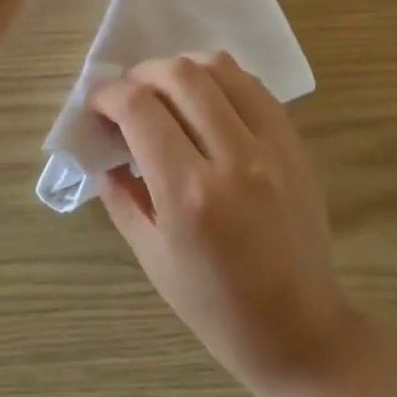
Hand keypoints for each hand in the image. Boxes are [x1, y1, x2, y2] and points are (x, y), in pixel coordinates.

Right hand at [92, 54, 356, 391]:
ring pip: (221, 68)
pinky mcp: (295, 144)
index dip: (108, 95)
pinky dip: (221, 81)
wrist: (300, 328)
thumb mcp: (152, 256)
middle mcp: (233, 158)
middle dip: (142, 73)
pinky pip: (254, 87)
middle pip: (181, 75)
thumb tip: (104, 149)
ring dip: (183, 68)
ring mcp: (272, 146)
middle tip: (128, 94)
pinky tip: (207, 101)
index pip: (140, 109)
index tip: (97, 104)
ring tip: (166, 91)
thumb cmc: (216, 306)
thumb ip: (122, 195)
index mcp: (189, 194)